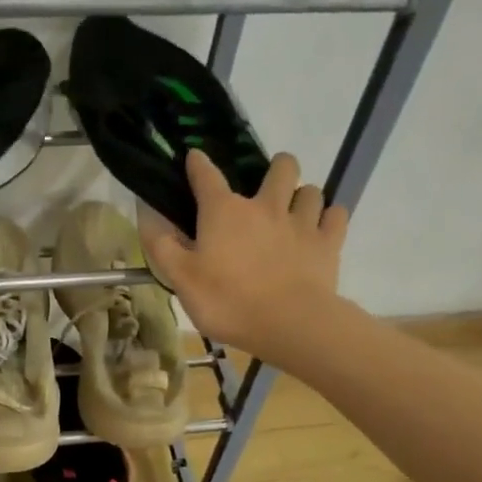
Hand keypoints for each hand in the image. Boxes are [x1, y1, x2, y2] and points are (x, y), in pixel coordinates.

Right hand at [139, 150, 346, 367]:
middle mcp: (265, 206)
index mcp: (224, 212)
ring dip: (303, 195)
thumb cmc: (227, 301)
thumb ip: (161, 244)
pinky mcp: (328, 243)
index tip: (195, 157)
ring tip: (295, 212)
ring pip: (311, 190)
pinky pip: (336, 216)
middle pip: (281, 166)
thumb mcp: (181, 278)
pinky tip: (321, 230)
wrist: (289, 324)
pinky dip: (329, 218)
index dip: (198, 164)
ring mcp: (302, 222)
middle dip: (276, 168)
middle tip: (268, 187)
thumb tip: (145, 210)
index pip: (207, 176)